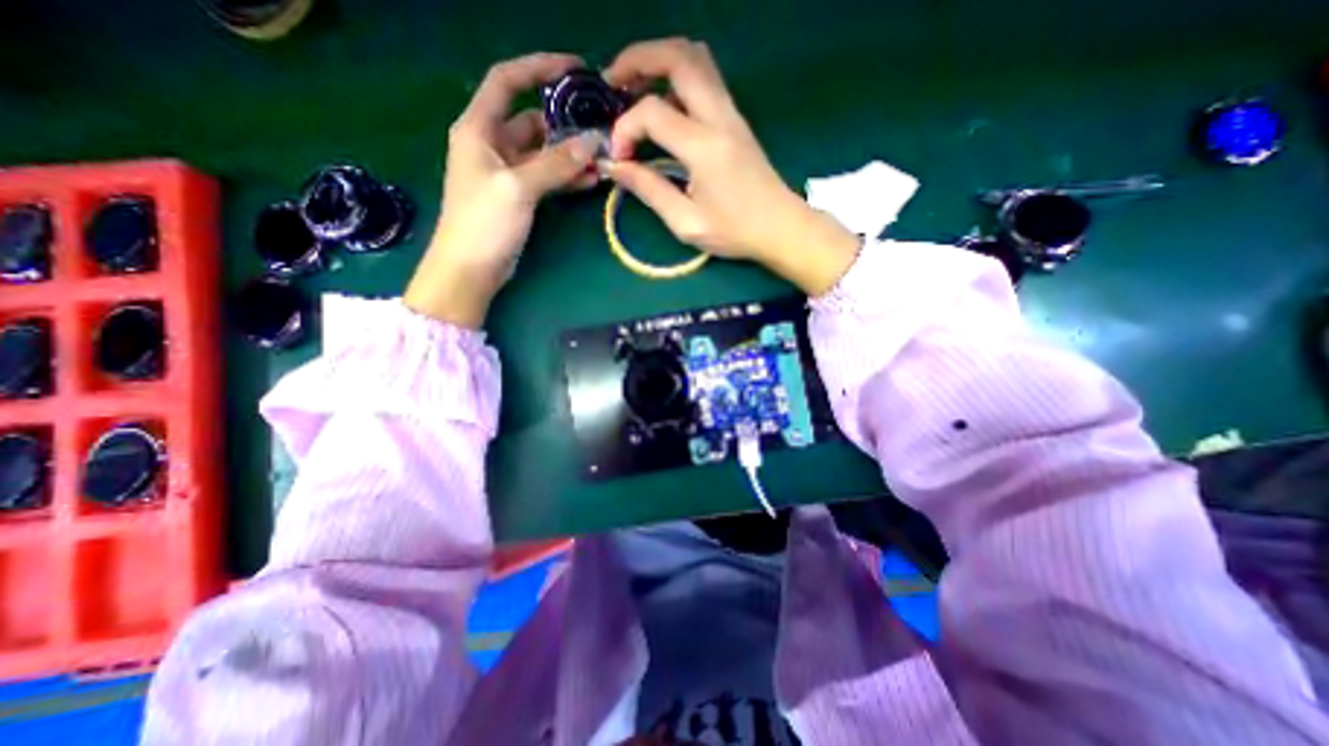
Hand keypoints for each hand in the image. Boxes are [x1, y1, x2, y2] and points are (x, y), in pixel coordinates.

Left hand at [405, 51, 601, 325]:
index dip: (538, 68)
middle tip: (600, 128)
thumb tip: (592, 142)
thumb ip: (555, 164)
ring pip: (544, 152)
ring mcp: (508, 172)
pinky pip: (547, 177)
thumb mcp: (518, 188)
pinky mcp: (520, 195)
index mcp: (479, 129)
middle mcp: (492, 144)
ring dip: (571, 154)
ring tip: (602, 158)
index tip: (574, 68)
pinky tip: (590, 180)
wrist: (471, 269)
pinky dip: (567, 177)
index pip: (507, 81)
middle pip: (532, 120)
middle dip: (565, 123)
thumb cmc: (483, 223)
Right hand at [608, 39, 860, 293]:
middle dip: (637, 59)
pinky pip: (705, 77)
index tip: (619, 157)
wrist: (780, 227)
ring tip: (634, 85)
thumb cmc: (735, 232)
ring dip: (659, 60)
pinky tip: (663, 103)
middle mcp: (719, 118)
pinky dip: (677, 76)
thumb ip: (650, 190)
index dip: (625, 128)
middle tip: (612, 82)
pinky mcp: (736, 119)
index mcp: (704, 148)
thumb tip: (616, 167)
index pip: (652, 112)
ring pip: (694, 58)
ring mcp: (731, 113)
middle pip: (677, 57)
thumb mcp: (686, 222)